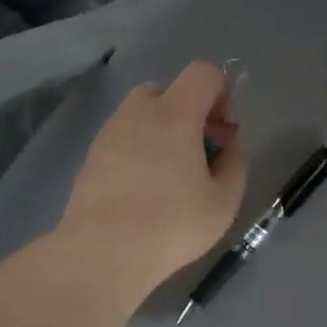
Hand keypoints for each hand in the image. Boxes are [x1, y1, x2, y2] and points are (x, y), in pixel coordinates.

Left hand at [58, 63, 248, 294]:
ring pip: (141, 113)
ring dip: (162, 130)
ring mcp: (110, 133)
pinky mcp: (91, 157)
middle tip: (199, 152)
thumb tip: (228, 148)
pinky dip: (139, 149)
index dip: (222, 92)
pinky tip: (145, 189)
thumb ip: (235, 165)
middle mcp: (138, 112)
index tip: (223, 130)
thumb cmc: (172, 224)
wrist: (103, 253)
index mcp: (175, 114)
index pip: (203, 73)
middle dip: (189, 111)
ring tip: (171, 174)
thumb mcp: (224, 201)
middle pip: (168, 89)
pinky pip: (123, 137)